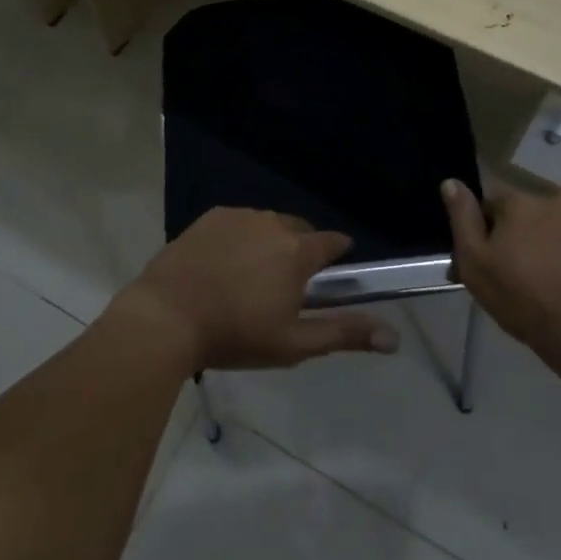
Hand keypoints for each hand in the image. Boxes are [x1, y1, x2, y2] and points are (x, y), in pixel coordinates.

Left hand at [119, 208, 399, 370]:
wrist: (166, 317)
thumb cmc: (235, 335)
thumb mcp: (294, 343)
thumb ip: (344, 333)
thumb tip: (394, 337)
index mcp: (297, 251)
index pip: (332, 242)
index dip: (336, 254)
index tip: (331, 271)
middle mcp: (272, 223)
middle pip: (299, 229)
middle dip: (300, 250)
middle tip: (285, 285)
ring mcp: (238, 216)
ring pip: (267, 224)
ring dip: (269, 242)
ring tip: (251, 276)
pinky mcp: (210, 217)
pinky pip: (238, 222)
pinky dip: (239, 237)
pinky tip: (223, 264)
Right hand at [442, 179, 560, 355]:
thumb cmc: (524, 298)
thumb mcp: (476, 264)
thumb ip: (463, 219)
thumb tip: (451, 181)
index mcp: (515, 201)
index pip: (489, 203)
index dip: (484, 230)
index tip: (487, 260)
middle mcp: (549, 197)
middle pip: (523, 212)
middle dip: (517, 234)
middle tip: (517, 274)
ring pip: (552, 223)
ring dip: (546, 239)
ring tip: (549, 278)